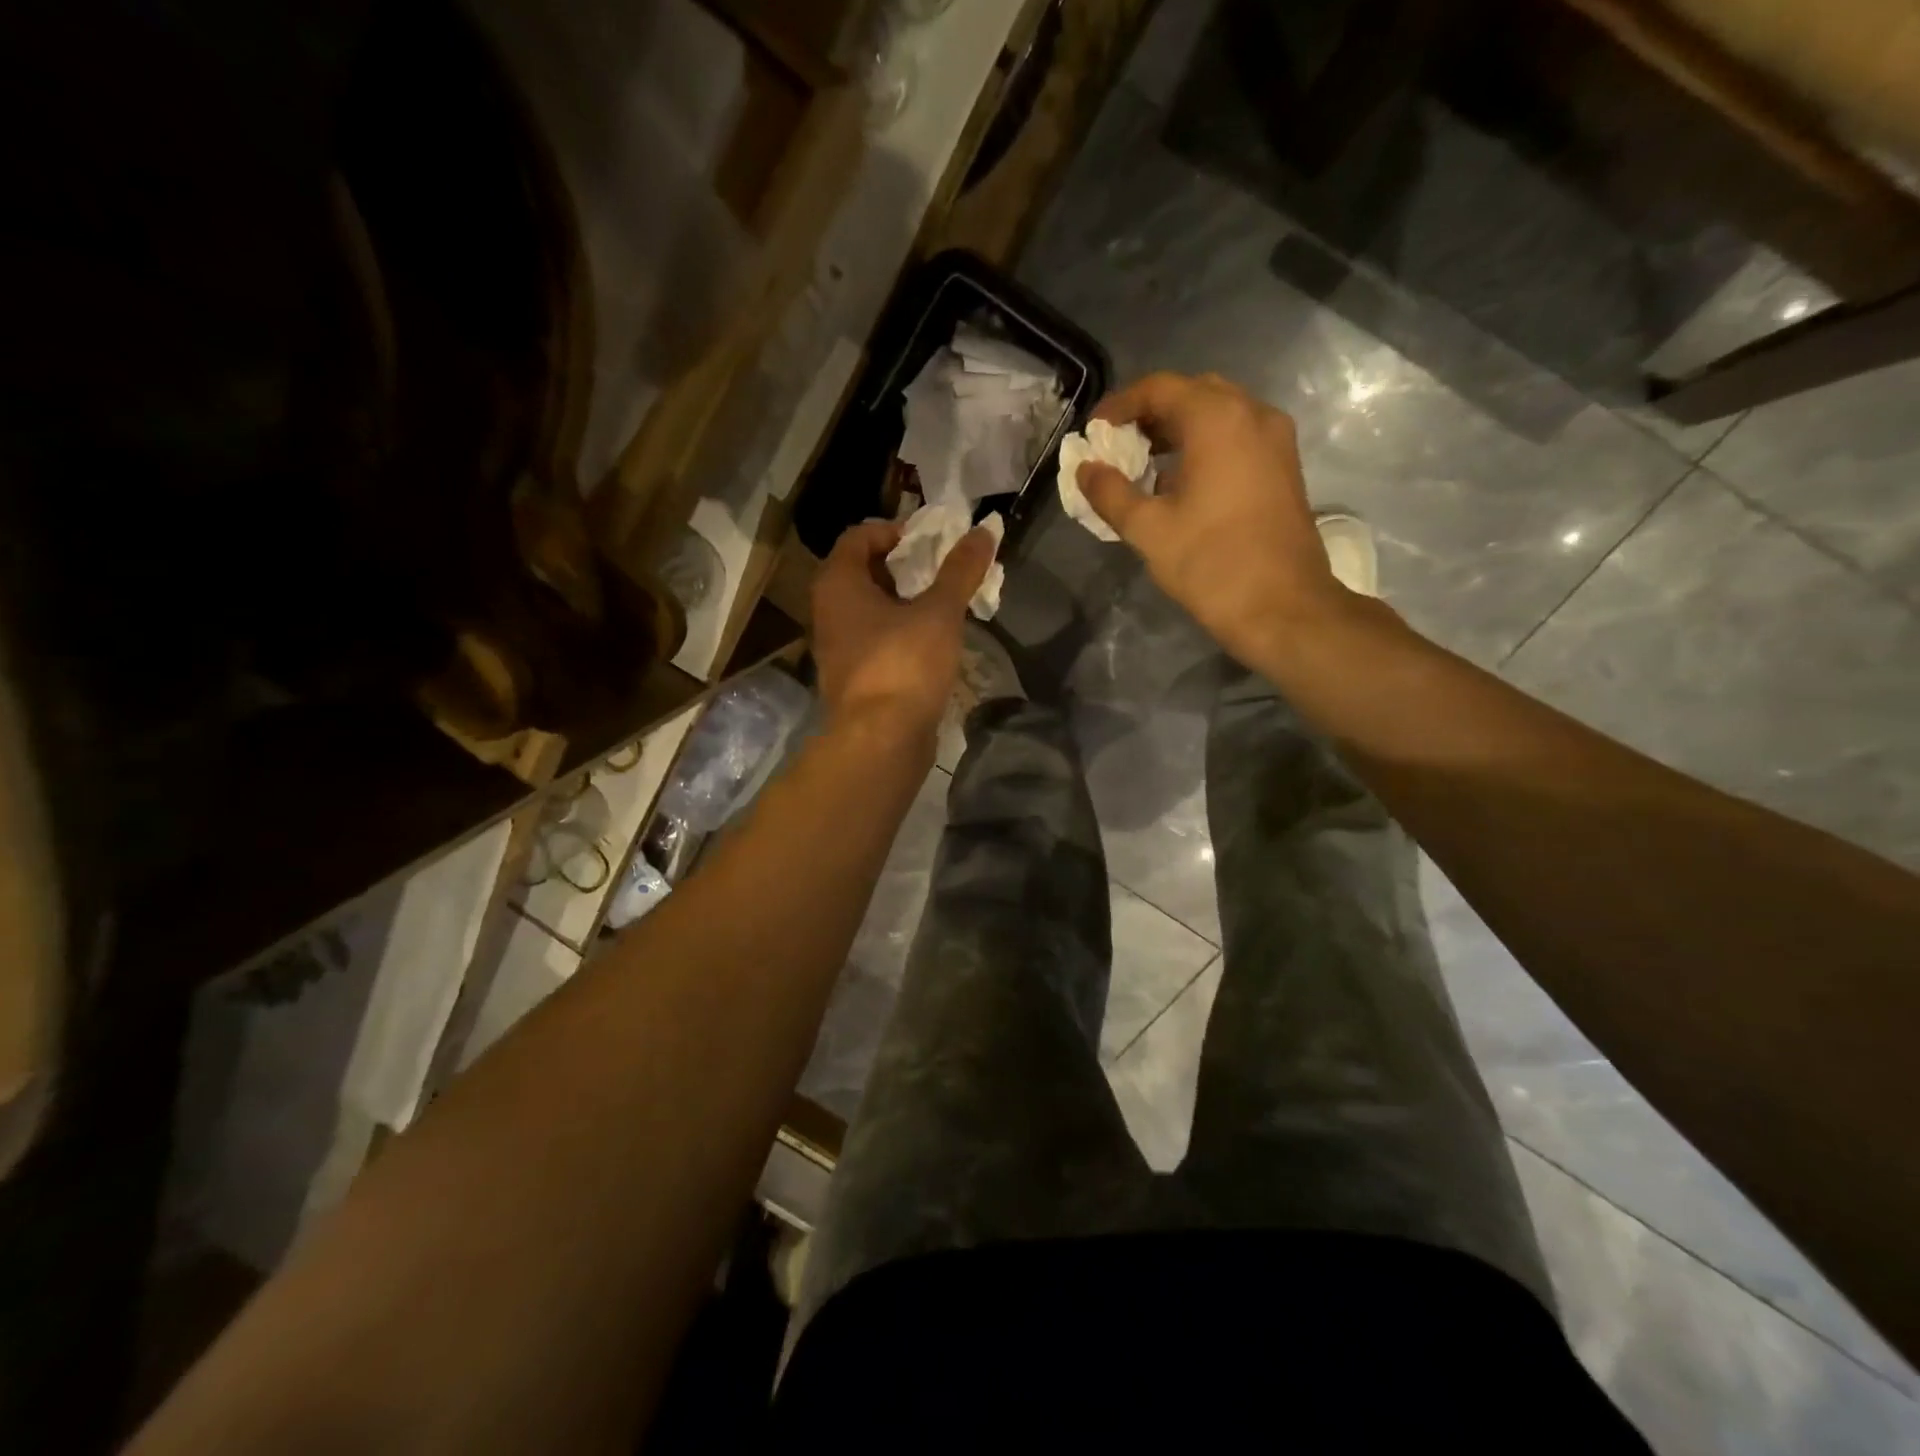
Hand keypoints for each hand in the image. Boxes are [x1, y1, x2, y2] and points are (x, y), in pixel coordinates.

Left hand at [810, 518, 994, 744]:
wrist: (880, 741)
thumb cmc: (904, 665)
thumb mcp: (939, 612)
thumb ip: (960, 570)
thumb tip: (984, 530)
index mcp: (838, 584)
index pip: (858, 536)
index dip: (894, 531)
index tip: (930, 541)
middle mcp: (828, 611)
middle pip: (862, 572)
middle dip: (902, 566)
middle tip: (940, 569)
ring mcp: (837, 648)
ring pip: (869, 609)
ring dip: (902, 601)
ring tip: (942, 603)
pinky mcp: (853, 678)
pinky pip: (875, 640)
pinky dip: (899, 632)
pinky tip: (931, 643)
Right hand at [1078, 372, 1357, 665]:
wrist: (1283, 608)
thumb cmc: (1211, 564)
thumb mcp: (1148, 529)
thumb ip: (1110, 492)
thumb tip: (1086, 470)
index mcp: (1217, 420)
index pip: (1159, 388)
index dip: (1120, 405)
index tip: (1094, 432)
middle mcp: (1252, 414)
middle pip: (1193, 393)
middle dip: (1151, 413)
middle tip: (1119, 444)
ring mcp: (1275, 439)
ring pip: (1219, 414)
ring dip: (1178, 429)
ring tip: (1144, 463)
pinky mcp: (1284, 466)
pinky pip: (1238, 436)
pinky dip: (1205, 445)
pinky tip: (1181, 482)